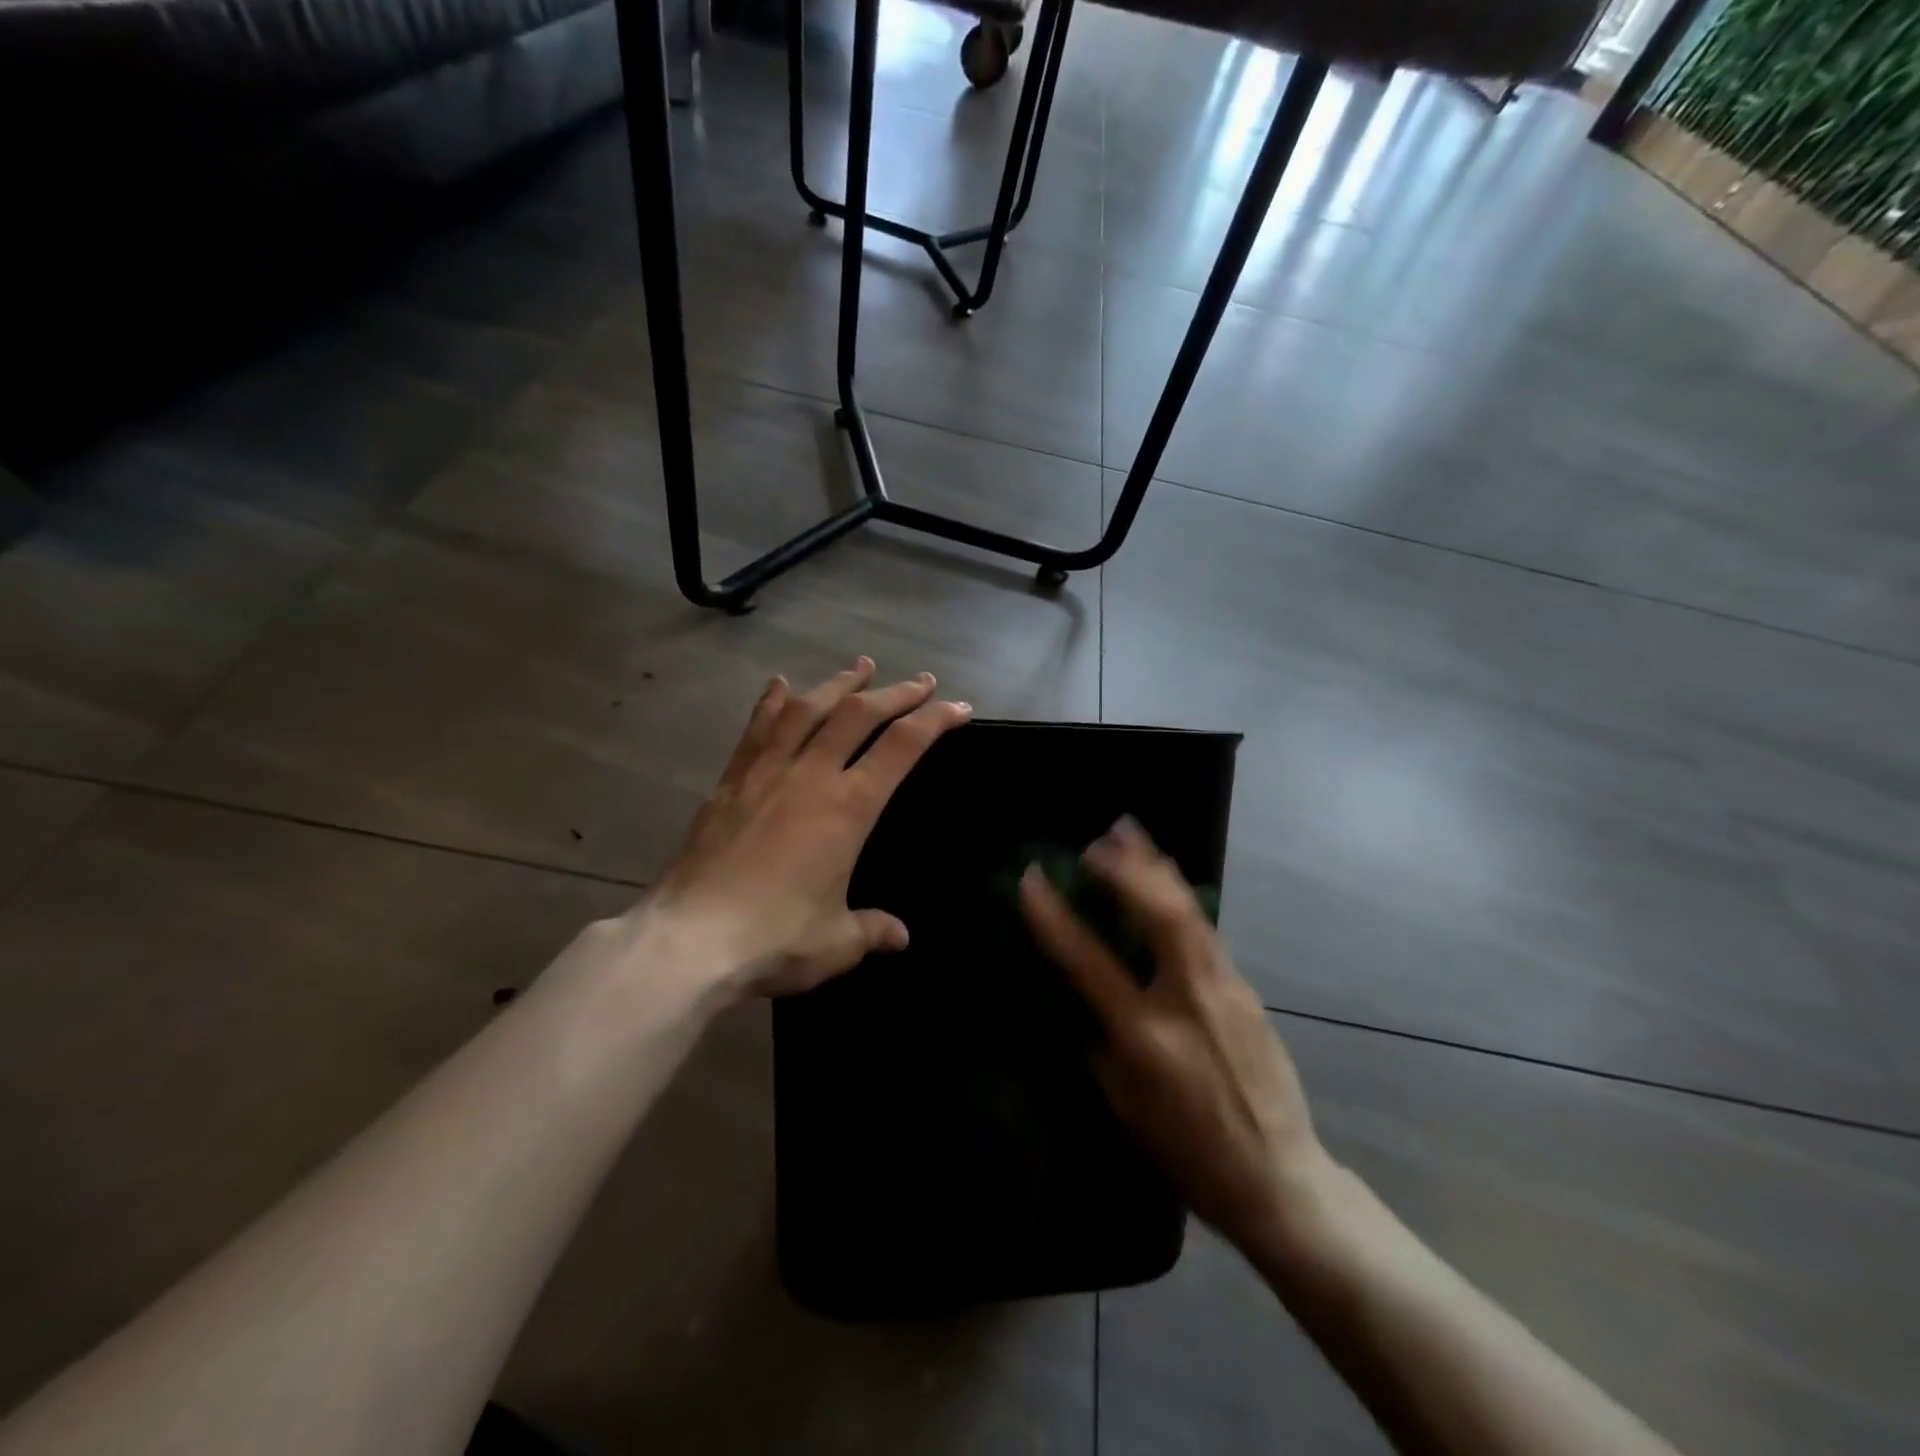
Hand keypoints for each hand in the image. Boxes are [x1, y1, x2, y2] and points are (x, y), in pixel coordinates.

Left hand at [649, 659, 970, 999]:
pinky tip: (780, 684)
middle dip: (895, 693)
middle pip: (858, 715)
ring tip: (859, 667)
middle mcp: (810, 775)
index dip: (935, 720)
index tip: (958, 707)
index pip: (902, 747)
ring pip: (808, 710)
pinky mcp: (729, 782)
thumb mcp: (836, 942)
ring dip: (838, 684)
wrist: (689, 939)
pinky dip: (773, 702)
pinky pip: (757, 729)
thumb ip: (871, 930)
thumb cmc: (774, 938)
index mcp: (848, 808)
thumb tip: (899, 936)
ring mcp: (766, 773)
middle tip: (920, 681)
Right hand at [1019, 819, 1332, 1260]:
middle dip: (1126, 868)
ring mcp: (1226, 990)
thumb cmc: (1189, 1154)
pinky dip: (1179, 899)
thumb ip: (1101, 1046)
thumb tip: (1084, 1002)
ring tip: (1132, 834)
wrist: (1280, 1180)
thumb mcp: (1126, 1107)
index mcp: (1146, 1036)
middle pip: (1159, 913)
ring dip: (1157, 868)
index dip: (1054, 916)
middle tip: (1100, 840)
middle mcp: (1189, 999)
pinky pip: (1206, 933)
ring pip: (1190, 911)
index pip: (1089, 961)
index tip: (1032, 879)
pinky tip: (1166, 886)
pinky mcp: (1247, 990)